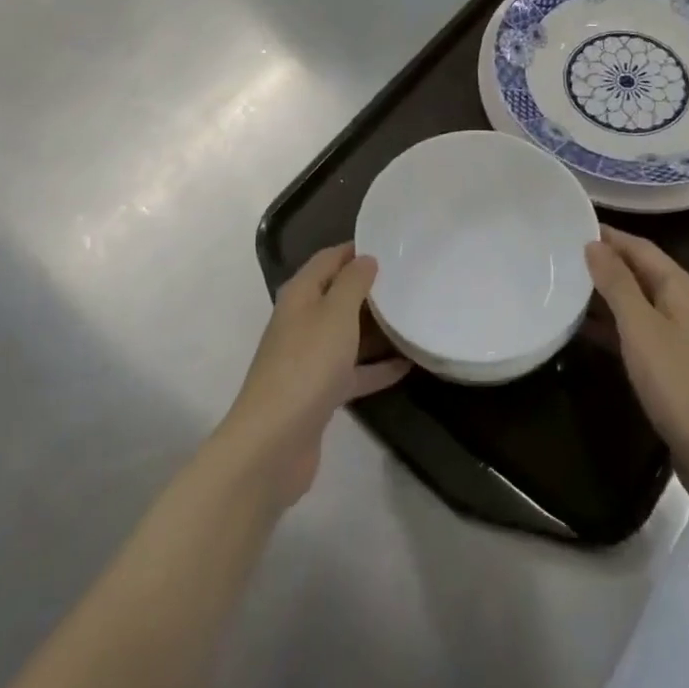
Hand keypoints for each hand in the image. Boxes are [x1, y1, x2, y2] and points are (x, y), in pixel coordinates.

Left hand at [215, 243, 410, 508]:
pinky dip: (377, 366)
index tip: (392, 244)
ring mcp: (309, 358)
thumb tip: (365, 258)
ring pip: (347, 333)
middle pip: (338, 295)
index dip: (356, 249)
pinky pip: (354, 370)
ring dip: (376, 328)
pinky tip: (408, 365)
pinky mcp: (320, 393)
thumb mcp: (335, 313)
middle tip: (411, 279)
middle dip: (371, 288)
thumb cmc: (307, 365)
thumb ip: (353, 283)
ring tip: (414, 316)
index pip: (329, 259)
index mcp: (301, 294)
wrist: (273, 443)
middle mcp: (302, 321)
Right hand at [586, 226, 688, 496]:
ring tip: (565, 287)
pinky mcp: (672, 363)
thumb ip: (616, 283)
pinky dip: (612, 325)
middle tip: (562, 256)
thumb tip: (594, 244)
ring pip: (637, 302)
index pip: (640, 248)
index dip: (609, 236)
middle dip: (605, 263)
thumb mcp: (640, 327)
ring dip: (605, 294)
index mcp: (680, 288)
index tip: (572, 227)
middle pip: (640, 272)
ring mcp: (680, 335)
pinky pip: (637, 330)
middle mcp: (683, 304)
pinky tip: (583, 330)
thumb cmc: (676, 381)